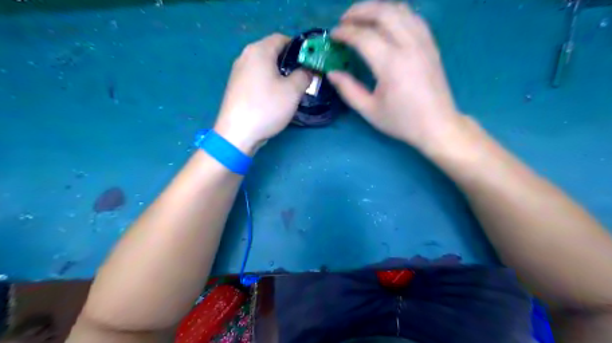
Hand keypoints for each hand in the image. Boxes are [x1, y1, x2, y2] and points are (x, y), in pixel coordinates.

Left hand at [215, 32, 311, 153]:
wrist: (237, 133)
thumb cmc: (266, 108)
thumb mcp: (293, 91)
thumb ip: (305, 75)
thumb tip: (308, 70)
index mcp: (259, 50)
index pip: (282, 38)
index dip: (298, 48)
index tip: (309, 63)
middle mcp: (245, 56)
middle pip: (272, 51)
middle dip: (289, 62)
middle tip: (302, 77)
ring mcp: (238, 71)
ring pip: (264, 66)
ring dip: (279, 74)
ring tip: (290, 89)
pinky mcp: (235, 86)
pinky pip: (256, 77)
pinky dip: (267, 82)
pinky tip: (273, 97)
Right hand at [330, 0, 463, 149]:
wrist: (437, 125)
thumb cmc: (402, 121)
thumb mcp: (370, 111)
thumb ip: (348, 90)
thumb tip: (332, 73)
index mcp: (391, 65)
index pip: (363, 36)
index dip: (344, 33)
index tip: (333, 36)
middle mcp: (409, 46)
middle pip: (383, 12)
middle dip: (359, 11)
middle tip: (344, 20)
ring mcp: (423, 42)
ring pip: (400, 9)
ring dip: (377, 8)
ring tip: (362, 18)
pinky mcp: (431, 44)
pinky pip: (413, 17)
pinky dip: (396, 13)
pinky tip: (387, 22)